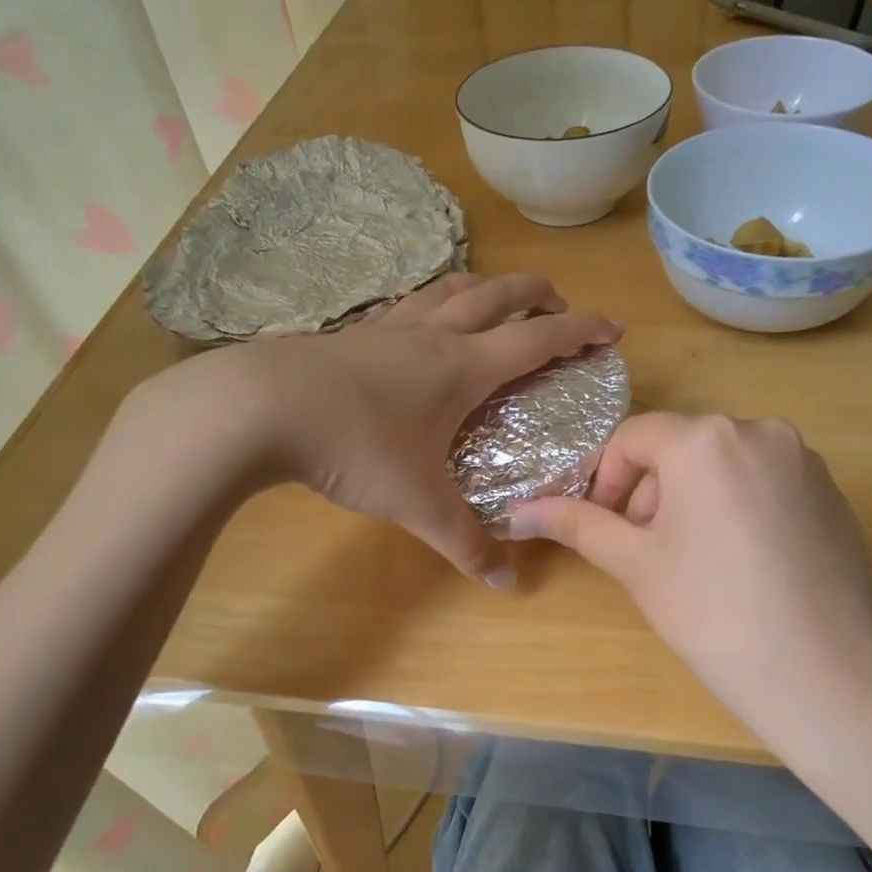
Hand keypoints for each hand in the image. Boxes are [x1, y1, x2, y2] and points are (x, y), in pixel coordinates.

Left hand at [128, 273, 620, 585]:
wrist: (258, 407)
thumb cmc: (354, 446)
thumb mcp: (417, 502)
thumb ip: (464, 542)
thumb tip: (505, 583)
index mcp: (464, 366)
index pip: (539, 339)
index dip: (582, 330)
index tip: (613, 329)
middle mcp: (434, 335)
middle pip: (500, 295)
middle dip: (539, 295)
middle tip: (559, 307)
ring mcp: (389, 327)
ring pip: (451, 288)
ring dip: (486, 288)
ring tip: (498, 302)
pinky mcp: (352, 333)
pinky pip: (409, 304)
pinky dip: (434, 302)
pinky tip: (421, 323)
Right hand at [509, 413, 871, 733]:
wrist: (818, 671)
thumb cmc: (709, 610)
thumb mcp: (634, 562)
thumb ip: (576, 524)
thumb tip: (517, 511)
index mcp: (706, 438)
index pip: (634, 438)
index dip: (605, 478)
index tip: (601, 525)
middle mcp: (760, 431)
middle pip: (682, 448)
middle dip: (652, 491)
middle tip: (645, 548)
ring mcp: (805, 461)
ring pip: (726, 464)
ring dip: (696, 497)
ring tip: (695, 558)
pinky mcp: (833, 493)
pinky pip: (767, 483)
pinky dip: (740, 506)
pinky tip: (744, 563)